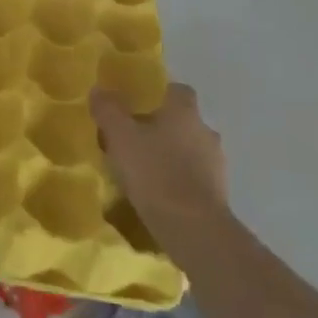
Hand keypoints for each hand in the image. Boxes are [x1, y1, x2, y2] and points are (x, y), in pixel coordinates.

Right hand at [90, 83, 230, 253]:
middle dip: (161, 128)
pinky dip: (179, 180)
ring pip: (190, 150)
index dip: (157, 94)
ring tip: (144, 171)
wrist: (194, 229)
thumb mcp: (121, 137)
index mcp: (185, 112)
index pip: (176, 90)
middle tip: (134, 140)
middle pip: (182, 121)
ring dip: (171, 156)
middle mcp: (205, 131)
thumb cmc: (155, 172)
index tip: (137, 105)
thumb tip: (99, 89)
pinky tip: (159, 194)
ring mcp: (216, 163)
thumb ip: (108, 110)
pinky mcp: (218, 193)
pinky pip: (195, 177)